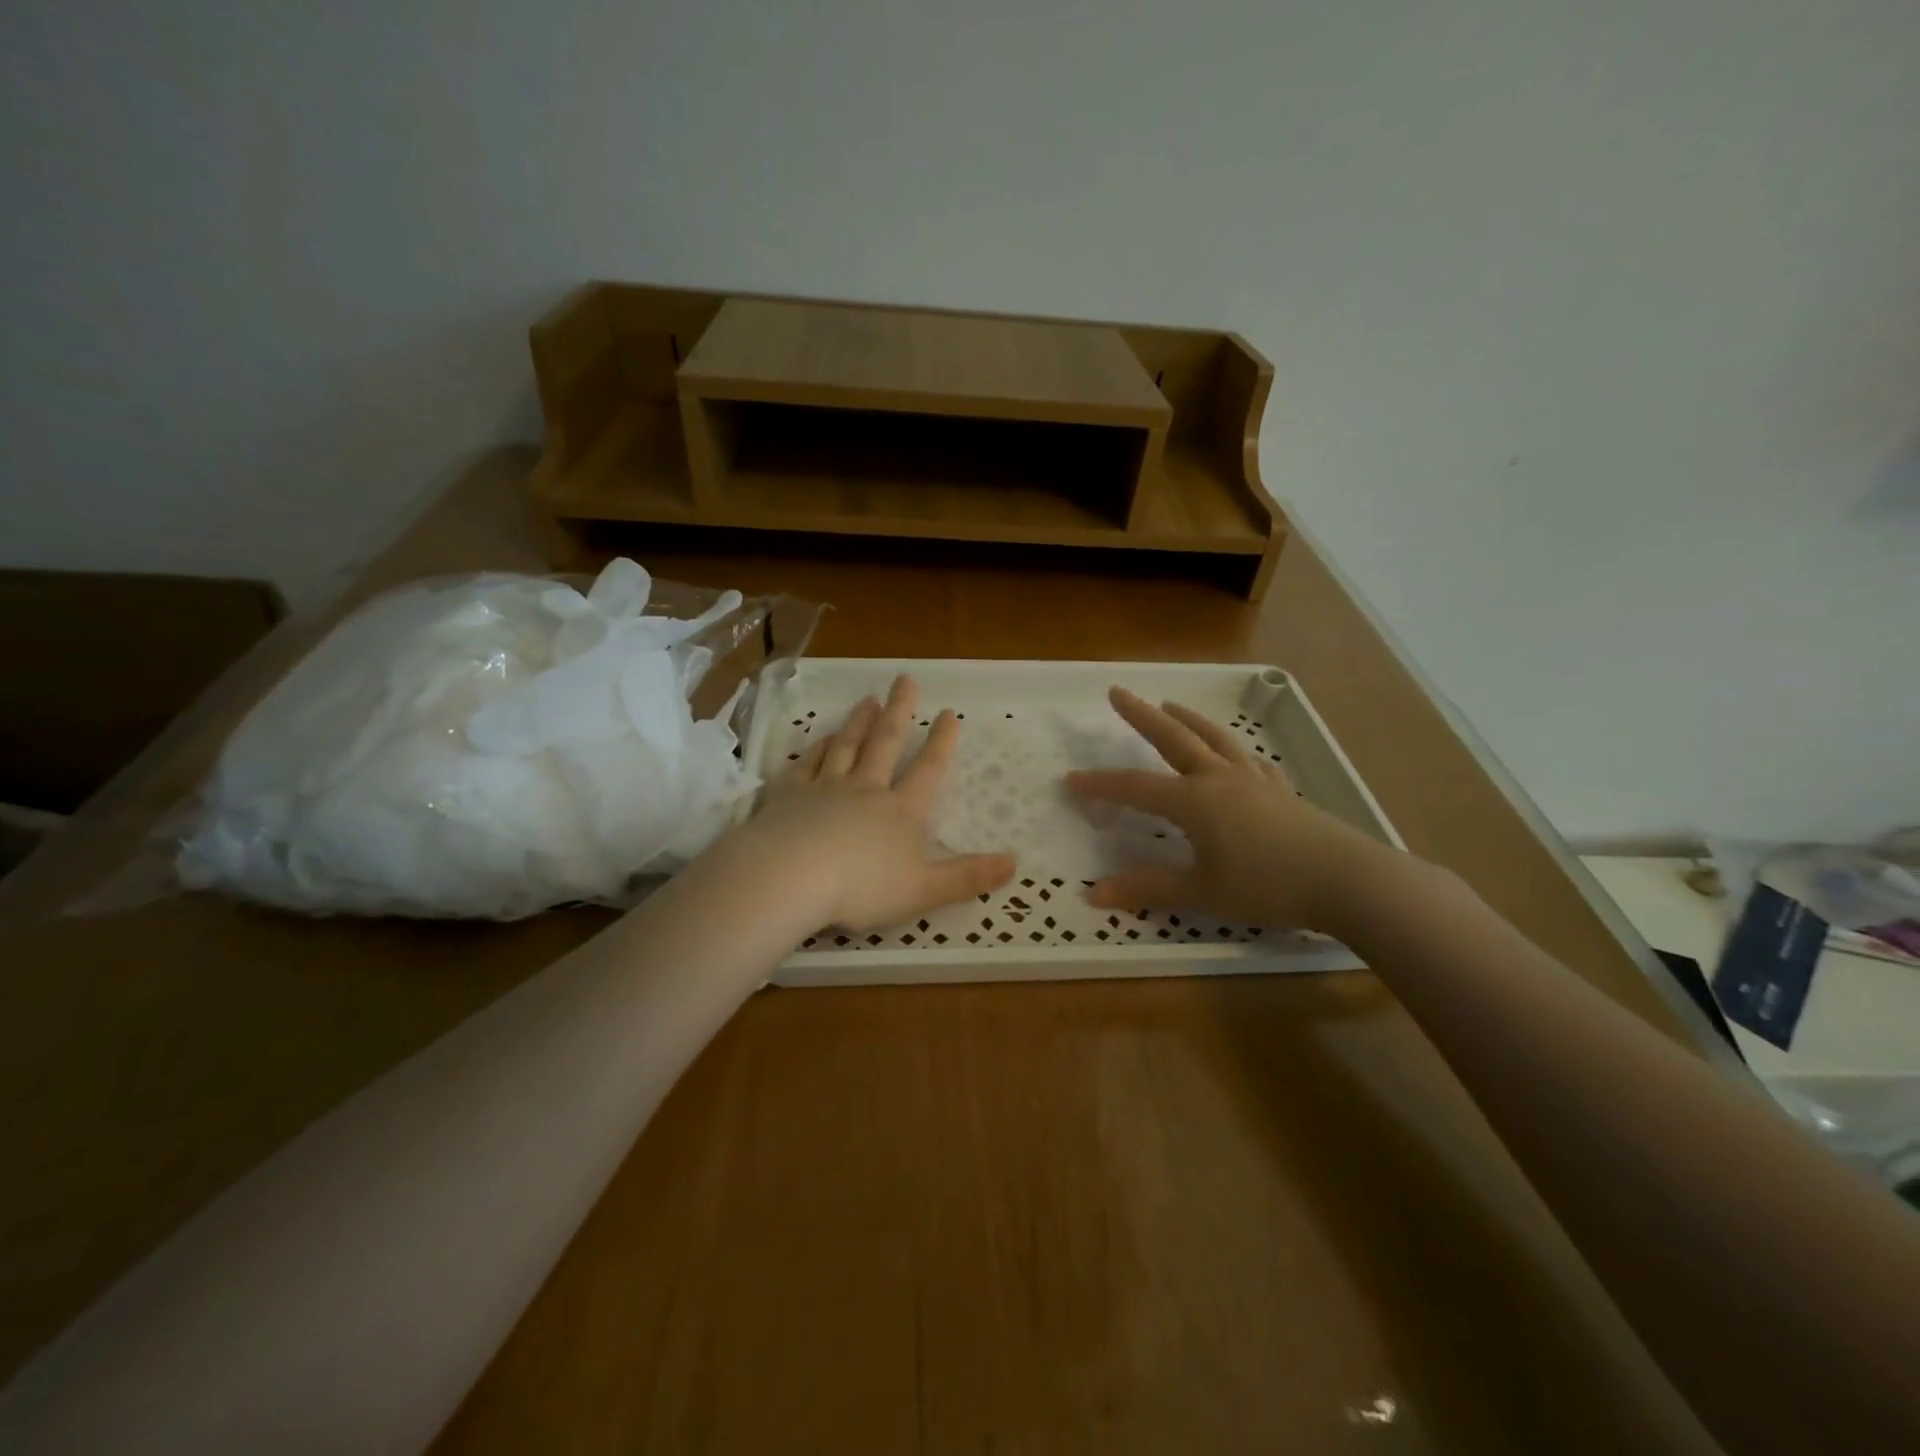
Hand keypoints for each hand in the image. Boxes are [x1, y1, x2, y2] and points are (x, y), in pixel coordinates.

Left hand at [741, 674, 1015, 931]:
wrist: (791, 877)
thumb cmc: (862, 888)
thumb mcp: (924, 890)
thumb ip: (967, 876)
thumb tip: (1014, 862)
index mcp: (901, 811)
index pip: (928, 770)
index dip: (941, 742)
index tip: (949, 713)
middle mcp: (866, 790)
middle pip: (885, 743)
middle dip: (899, 711)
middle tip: (905, 680)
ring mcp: (826, 788)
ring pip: (847, 746)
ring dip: (859, 722)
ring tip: (867, 699)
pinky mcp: (790, 795)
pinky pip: (808, 764)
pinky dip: (818, 748)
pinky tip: (823, 738)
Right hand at [1065, 687, 1391, 932]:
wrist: (1347, 881)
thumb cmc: (1268, 887)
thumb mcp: (1201, 893)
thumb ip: (1148, 888)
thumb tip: (1094, 894)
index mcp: (1194, 801)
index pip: (1136, 788)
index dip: (1101, 784)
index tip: (1070, 780)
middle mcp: (1219, 779)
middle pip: (1173, 738)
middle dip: (1141, 716)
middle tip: (1118, 692)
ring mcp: (1254, 781)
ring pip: (1213, 739)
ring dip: (1187, 720)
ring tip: (1170, 704)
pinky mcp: (1281, 791)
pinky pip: (1249, 760)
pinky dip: (1232, 749)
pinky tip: (1234, 753)